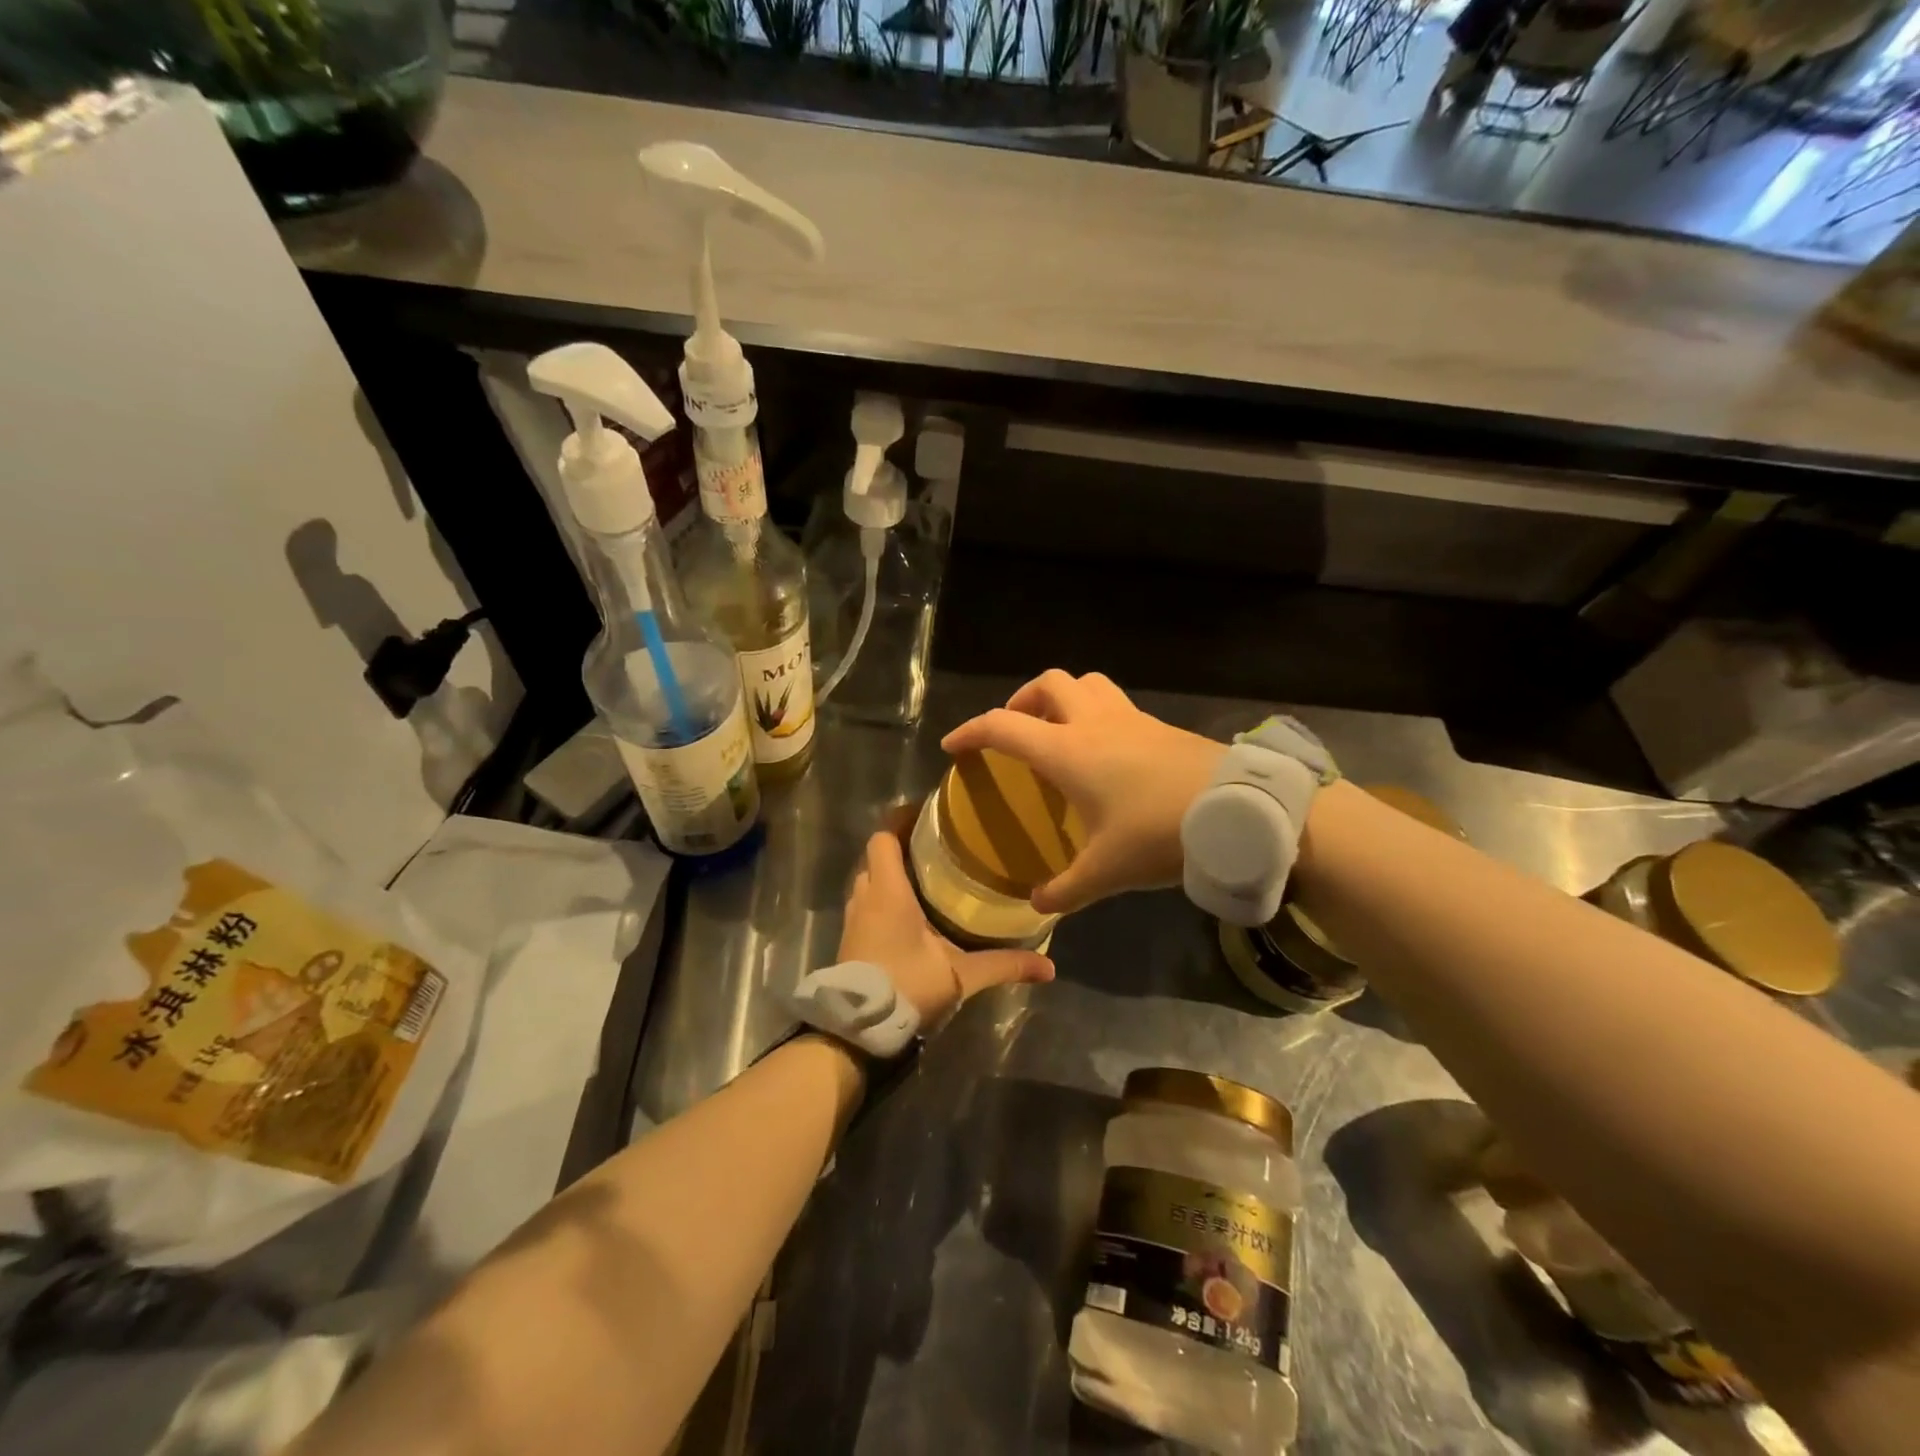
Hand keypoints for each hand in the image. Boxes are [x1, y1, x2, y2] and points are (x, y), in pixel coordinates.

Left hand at [839, 830, 1053, 1026]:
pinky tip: (909, 915)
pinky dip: (882, 899)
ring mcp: (854, 919)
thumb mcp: (961, 976)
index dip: (900, 820)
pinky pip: (865, 905)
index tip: (926, 815)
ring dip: (889, 875)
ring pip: (868, 881)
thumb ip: (1003, 965)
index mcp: (888, 892)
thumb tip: (1049, 967)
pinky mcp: (850, 940)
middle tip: (935, 847)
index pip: (884, 838)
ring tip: (925, 877)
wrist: (858, 1031)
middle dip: (901, 848)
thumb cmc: (906, 987)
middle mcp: (866, 898)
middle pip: (876, 857)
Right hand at [941, 671, 1224, 914]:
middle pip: (1047, 683)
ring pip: (1086, 683)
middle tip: (1016, 733)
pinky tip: (1105, 752)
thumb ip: (1066, 889)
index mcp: (1067, 751)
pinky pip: (1115, 702)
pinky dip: (1096, 713)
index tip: (953, 746)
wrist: (1238, 813)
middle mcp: (1093, 722)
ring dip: (1062, 698)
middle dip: (1021, 701)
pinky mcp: (1159, 725)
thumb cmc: (1159, 835)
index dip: (971, 732)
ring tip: (1058, 732)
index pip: (1003, 726)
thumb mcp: (1107, 872)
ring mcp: (1130, 718)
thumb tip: (1038, 905)